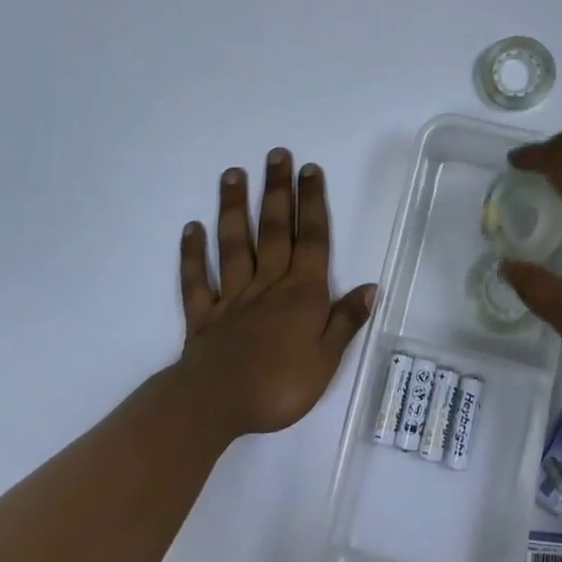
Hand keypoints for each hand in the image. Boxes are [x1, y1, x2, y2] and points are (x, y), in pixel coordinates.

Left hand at [177, 149, 375, 439]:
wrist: (215, 407)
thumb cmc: (279, 386)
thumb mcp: (326, 361)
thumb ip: (345, 321)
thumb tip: (370, 287)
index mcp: (301, 293)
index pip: (311, 240)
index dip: (311, 203)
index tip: (309, 169)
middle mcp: (268, 285)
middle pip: (273, 231)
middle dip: (276, 191)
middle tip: (275, 155)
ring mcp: (233, 297)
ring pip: (234, 245)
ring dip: (233, 209)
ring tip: (232, 175)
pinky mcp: (203, 316)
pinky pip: (197, 280)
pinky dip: (193, 254)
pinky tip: (191, 228)